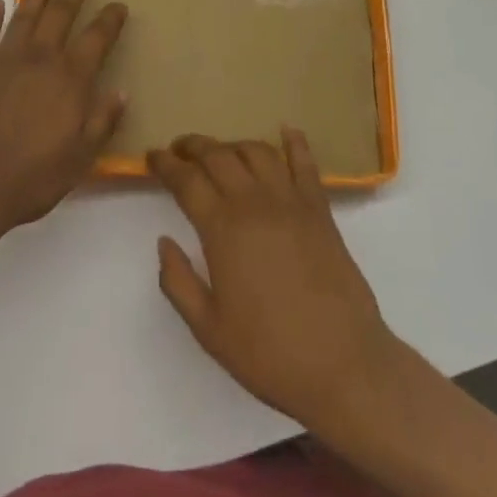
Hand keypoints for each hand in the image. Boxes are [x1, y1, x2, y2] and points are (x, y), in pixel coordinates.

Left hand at [0, 0, 127, 239]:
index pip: (97, 39)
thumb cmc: (30, 180)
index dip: (110, 20)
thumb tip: (121, 91)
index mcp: (70, 80)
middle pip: (60, 14)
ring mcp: (3, 60)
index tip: (119, 5)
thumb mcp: (79, 160)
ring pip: (24, 16)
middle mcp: (40, 59)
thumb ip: (102, 122)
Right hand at [150, 130, 399, 436]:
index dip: (165, 163)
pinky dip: (294, 142)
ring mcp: (291, 202)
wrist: (344, 366)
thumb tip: (164, 242)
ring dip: (233, 144)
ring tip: (221, 151)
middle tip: (178, 148)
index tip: (152, 156)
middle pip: (218, 155)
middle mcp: (254, 203)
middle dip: (193, 146)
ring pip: (256, 151)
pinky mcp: (320, 210)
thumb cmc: (270, 354)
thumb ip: (178, 283)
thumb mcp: (209, 330)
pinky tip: (286, 130)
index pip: (186, 180)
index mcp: (222, 229)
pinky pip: (305, 164)